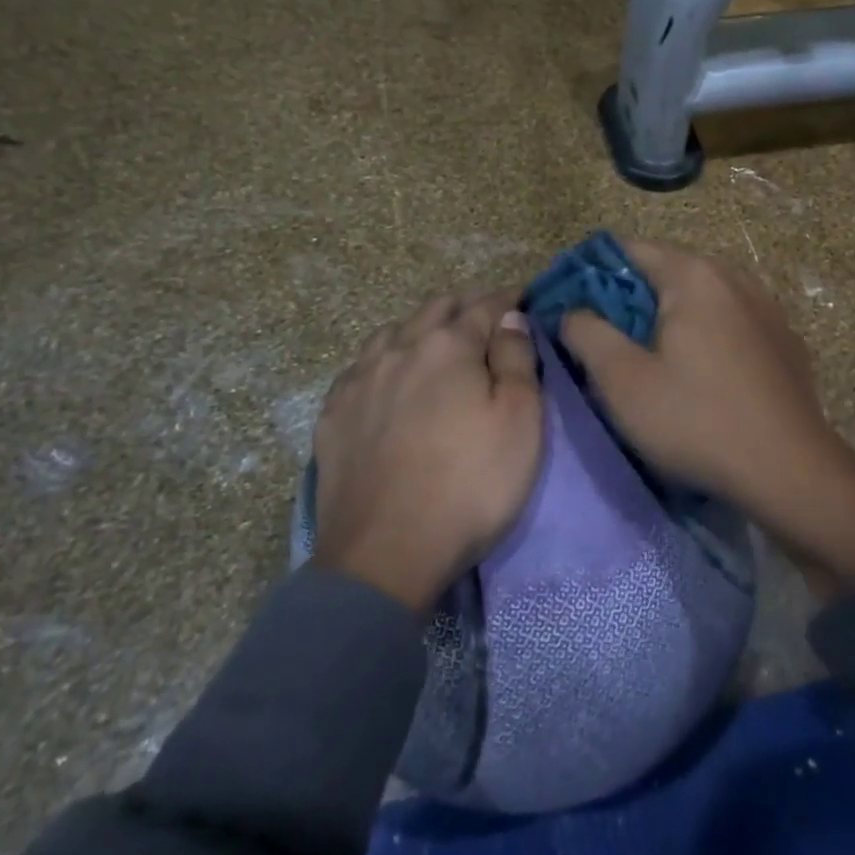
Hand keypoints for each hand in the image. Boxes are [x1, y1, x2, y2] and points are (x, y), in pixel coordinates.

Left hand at [310, 289, 542, 612]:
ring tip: (434, 344)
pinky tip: (386, 378)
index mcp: (448, 346)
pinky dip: (383, 360)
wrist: (384, 556)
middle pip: (435, 309)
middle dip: (464, 306)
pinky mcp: (332, 415)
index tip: (522, 298)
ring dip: (419, 328)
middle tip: (485, 318)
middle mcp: (399, 349)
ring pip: (391, 332)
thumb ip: (517, 359)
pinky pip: (360, 367)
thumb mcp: (520, 421)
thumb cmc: (470, 485)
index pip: (484, 306)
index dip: (507, 299)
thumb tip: (510, 317)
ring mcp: (359, 380)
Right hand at [562, 240, 854, 598]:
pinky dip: (706, 334)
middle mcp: (734, 277)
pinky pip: (731, 322)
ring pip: (701, 298)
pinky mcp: (785, 340)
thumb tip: (571, 311)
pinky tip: (701, 375)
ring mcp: (766, 307)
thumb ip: (586, 333)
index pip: (628, 251)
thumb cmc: (697, 420)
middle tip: (603, 339)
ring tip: (650, 358)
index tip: (570, 307)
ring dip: (670, 318)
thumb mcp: (622, 381)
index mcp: (693, 275)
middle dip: (630, 299)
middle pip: (666, 271)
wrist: (792, 473)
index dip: (591, 274)